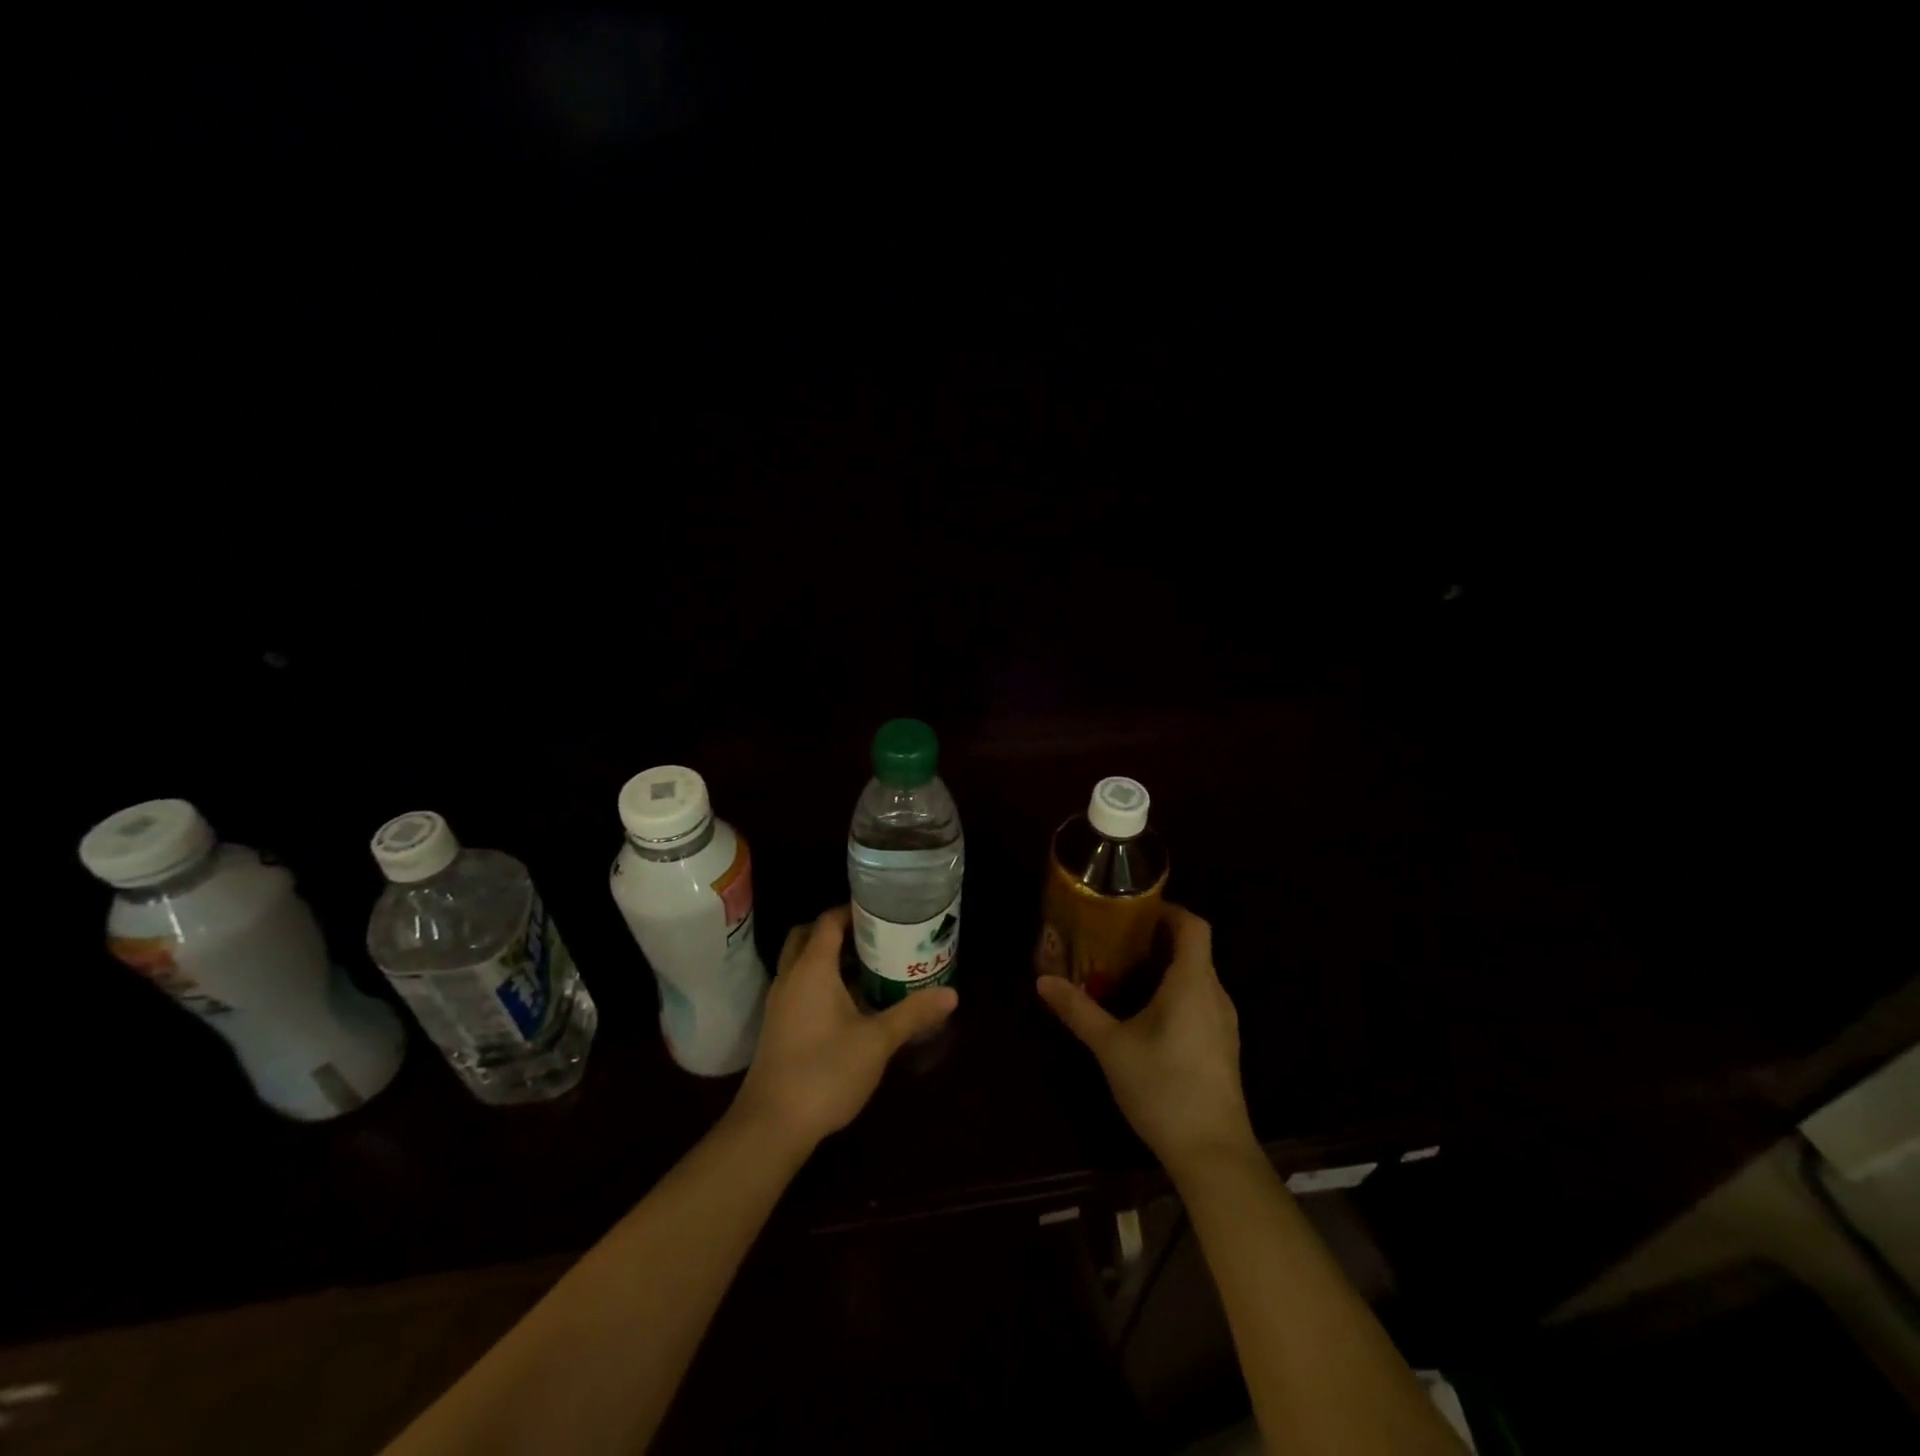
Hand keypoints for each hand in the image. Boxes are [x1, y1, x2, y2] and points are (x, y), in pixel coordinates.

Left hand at [731, 907, 956, 1152]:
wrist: (771, 1125)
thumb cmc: (825, 1072)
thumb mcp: (877, 1042)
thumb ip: (913, 1013)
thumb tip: (952, 994)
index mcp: (812, 968)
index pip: (828, 921)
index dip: (853, 910)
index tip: (883, 912)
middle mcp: (791, 977)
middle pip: (809, 936)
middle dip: (838, 931)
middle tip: (874, 936)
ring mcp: (780, 1003)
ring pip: (802, 963)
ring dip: (829, 958)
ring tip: (870, 966)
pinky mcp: (778, 1026)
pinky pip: (800, 987)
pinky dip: (821, 982)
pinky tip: (850, 1004)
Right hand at [1036, 903, 1256, 1174]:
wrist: (1214, 1154)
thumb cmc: (1163, 1088)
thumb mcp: (1111, 1047)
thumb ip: (1078, 1010)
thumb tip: (1043, 980)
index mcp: (1192, 982)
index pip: (1193, 925)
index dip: (1168, 910)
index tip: (1134, 911)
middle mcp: (1214, 994)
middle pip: (1194, 949)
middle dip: (1157, 939)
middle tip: (1116, 941)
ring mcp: (1224, 1023)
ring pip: (1197, 977)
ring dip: (1166, 968)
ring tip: (1126, 974)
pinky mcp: (1223, 1046)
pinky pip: (1200, 1001)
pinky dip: (1175, 993)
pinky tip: (1147, 1015)